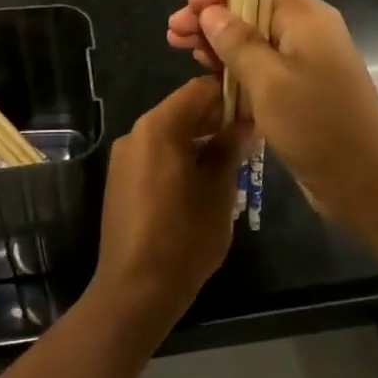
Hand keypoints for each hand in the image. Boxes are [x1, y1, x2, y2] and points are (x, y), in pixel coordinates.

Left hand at [94, 76, 253, 322]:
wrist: (135, 287)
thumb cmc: (184, 236)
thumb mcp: (219, 190)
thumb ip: (230, 148)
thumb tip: (244, 122)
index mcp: (159, 126)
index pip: (200, 89)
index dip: (231, 95)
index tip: (257, 112)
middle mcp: (136, 133)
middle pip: (183, 109)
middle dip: (217, 120)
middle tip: (251, 140)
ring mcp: (124, 157)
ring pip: (169, 133)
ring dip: (200, 140)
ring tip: (233, 162)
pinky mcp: (120, 180)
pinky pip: (156, 155)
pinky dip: (180, 157)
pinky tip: (203, 182)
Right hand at [166, 0, 377, 230]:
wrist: (366, 182)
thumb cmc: (317, 126)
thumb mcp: (268, 82)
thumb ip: (237, 42)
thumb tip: (210, 12)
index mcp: (305, 16)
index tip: (191, 9)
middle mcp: (306, 29)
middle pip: (251, 4)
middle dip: (211, 15)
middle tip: (174, 36)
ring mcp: (304, 59)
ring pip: (253, 35)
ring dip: (218, 41)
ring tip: (184, 53)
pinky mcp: (299, 86)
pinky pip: (261, 64)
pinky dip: (234, 65)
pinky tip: (211, 76)